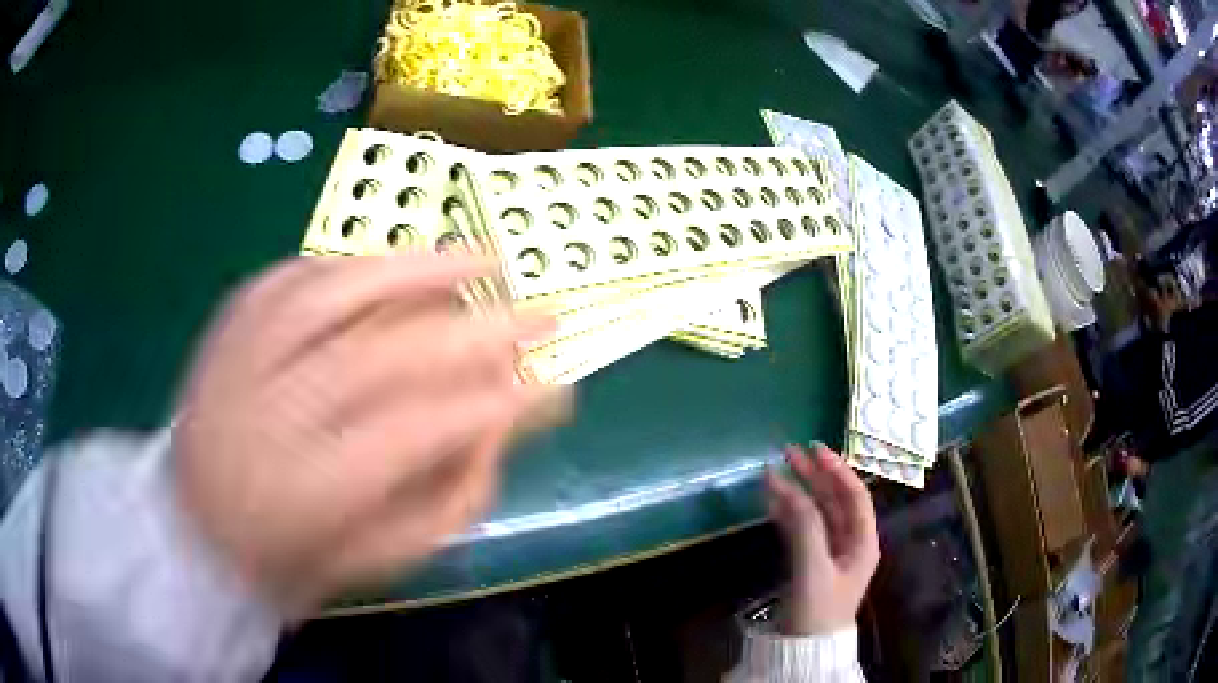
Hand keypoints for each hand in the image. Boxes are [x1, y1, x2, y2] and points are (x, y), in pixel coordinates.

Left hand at [173, 255, 567, 616]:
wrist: (195, 527)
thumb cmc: (292, 557)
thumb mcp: (380, 557)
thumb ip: (450, 495)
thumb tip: (504, 421)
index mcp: (306, 491)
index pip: (418, 431)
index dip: (496, 404)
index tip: (556, 387)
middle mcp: (268, 413)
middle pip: (382, 354)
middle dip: (477, 331)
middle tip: (542, 313)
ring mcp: (240, 355)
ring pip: (333, 291)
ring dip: (419, 267)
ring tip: (482, 258)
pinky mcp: (228, 324)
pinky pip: (295, 274)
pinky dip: (354, 264)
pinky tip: (395, 264)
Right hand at [766, 444, 879, 634]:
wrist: (803, 651)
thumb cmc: (817, 611)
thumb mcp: (813, 569)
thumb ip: (804, 527)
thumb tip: (786, 485)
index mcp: (862, 542)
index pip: (855, 496)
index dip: (838, 470)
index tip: (815, 449)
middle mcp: (849, 543)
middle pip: (834, 501)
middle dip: (814, 476)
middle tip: (789, 452)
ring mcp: (829, 553)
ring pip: (816, 513)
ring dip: (798, 493)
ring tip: (775, 471)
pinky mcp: (810, 564)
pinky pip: (801, 530)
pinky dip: (787, 514)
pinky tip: (772, 502)